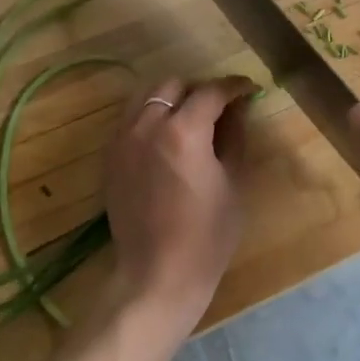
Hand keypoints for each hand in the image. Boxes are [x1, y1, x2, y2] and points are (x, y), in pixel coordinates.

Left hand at [102, 75, 254, 339]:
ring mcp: (123, 140)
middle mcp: (147, 126)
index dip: (234, 86)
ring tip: (190, 118)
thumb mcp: (233, 182)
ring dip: (171, 98)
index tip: (249, 89)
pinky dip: (150, 116)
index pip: (211, 91)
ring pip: (145, 96)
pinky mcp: (110, 158)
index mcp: (183, 131)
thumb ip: (235, 136)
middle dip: (199, 89)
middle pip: (173, 85)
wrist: (156, 276)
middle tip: (219, 107)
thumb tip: (238, 108)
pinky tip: (166, 138)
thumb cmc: (207, 235)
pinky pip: (130, 119)